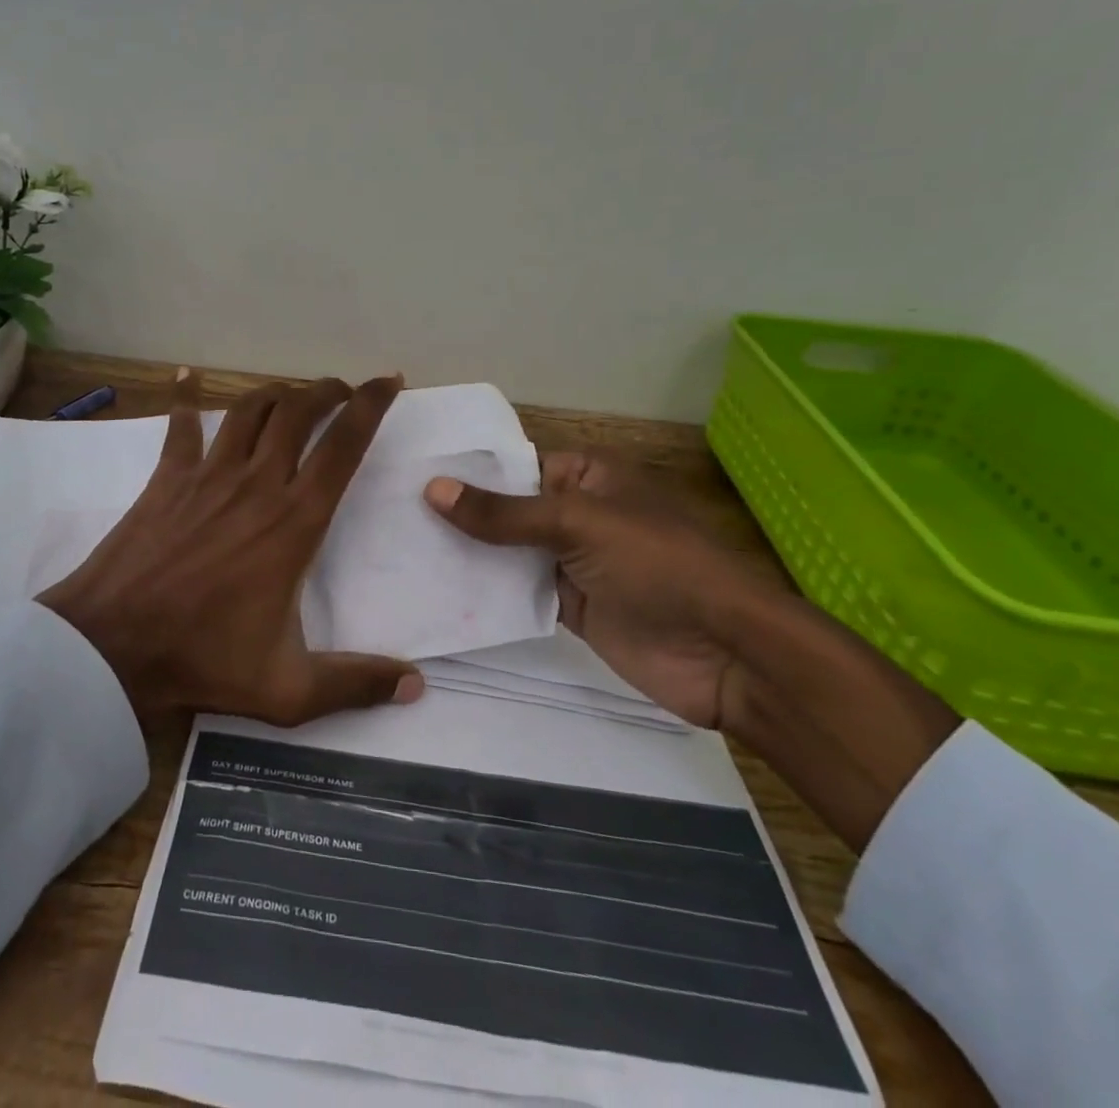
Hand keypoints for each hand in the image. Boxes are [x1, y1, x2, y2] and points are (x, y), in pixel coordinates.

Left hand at [40, 368, 425, 726]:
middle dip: (327, 391)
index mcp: (295, 522)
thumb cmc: (204, 659)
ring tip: (293, 393)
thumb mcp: (290, 689)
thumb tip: (416, 687)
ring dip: (277, 392)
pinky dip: (185, 397)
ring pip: (250, 410)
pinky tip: (185, 376)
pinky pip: (181, 426)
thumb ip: (355, 683)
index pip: (344, 446)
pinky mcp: (168, 478)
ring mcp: (208, 475)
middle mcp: (258, 483)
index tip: (389, 381)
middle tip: (343, 389)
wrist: (113, 646)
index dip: (371, 406)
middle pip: (299, 412)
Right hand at [423, 452, 765, 727]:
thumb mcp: (578, 524)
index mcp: (590, 476)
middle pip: (509, 509)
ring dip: (469, 553)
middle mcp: (578, 513)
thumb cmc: (658, 564)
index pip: (517, 465)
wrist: (724, 654)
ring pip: (510, 551)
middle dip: (461, 513)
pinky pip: (520, 590)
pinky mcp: (571, 606)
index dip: (470, 471)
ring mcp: (574, 561)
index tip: (411, 474)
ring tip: (403, 548)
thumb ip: (504, 513)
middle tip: (394, 512)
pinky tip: (440, 589)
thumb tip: (433, 488)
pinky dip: (488, 591)